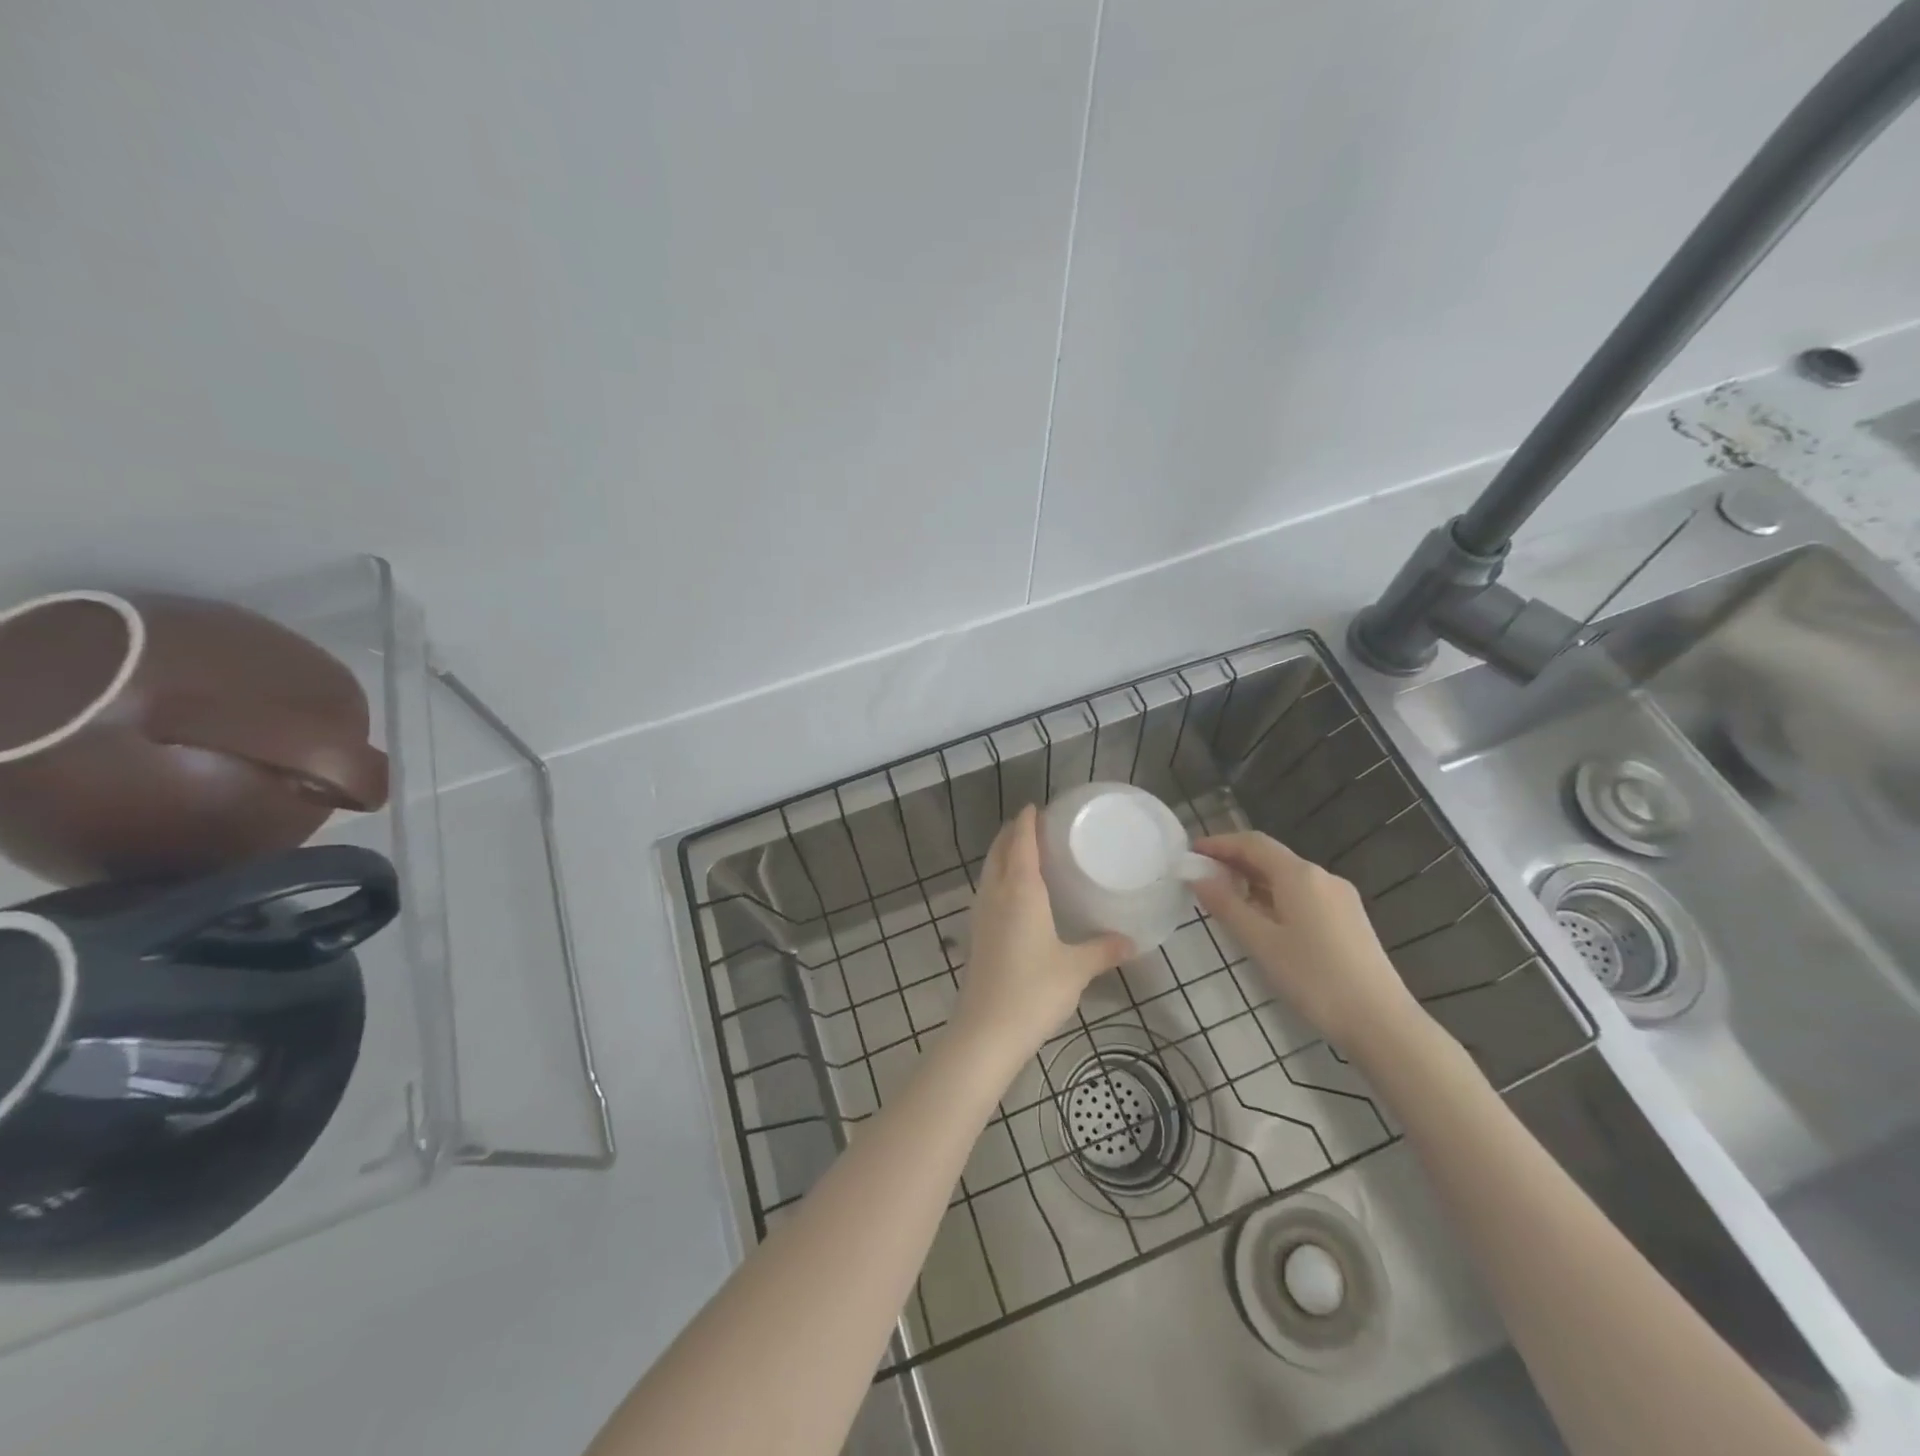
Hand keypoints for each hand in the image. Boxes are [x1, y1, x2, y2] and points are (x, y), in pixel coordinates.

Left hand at [954, 807, 1130, 1066]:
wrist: (986, 1031)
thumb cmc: (1034, 991)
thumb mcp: (1076, 969)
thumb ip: (1104, 950)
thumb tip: (1133, 942)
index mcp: (1020, 890)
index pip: (1020, 841)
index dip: (1026, 821)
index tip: (1037, 807)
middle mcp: (996, 893)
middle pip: (999, 850)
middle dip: (1013, 832)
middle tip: (1036, 825)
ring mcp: (981, 913)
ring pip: (989, 869)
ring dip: (1003, 853)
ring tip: (1026, 851)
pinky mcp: (976, 933)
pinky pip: (987, 889)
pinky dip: (998, 876)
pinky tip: (1015, 893)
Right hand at [1193, 832, 1425, 1059]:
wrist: (1381, 1022)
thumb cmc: (1314, 979)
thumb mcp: (1260, 943)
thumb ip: (1226, 906)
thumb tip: (1198, 877)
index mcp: (1299, 875)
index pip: (1252, 843)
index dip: (1219, 843)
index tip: (1191, 852)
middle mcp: (1322, 876)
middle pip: (1271, 857)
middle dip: (1234, 862)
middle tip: (1201, 876)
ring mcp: (1340, 897)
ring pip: (1287, 878)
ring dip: (1253, 881)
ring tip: (1225, 899)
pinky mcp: (1349, 919)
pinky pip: (1302, 895)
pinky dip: (1274, 896)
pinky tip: (1262, 919)